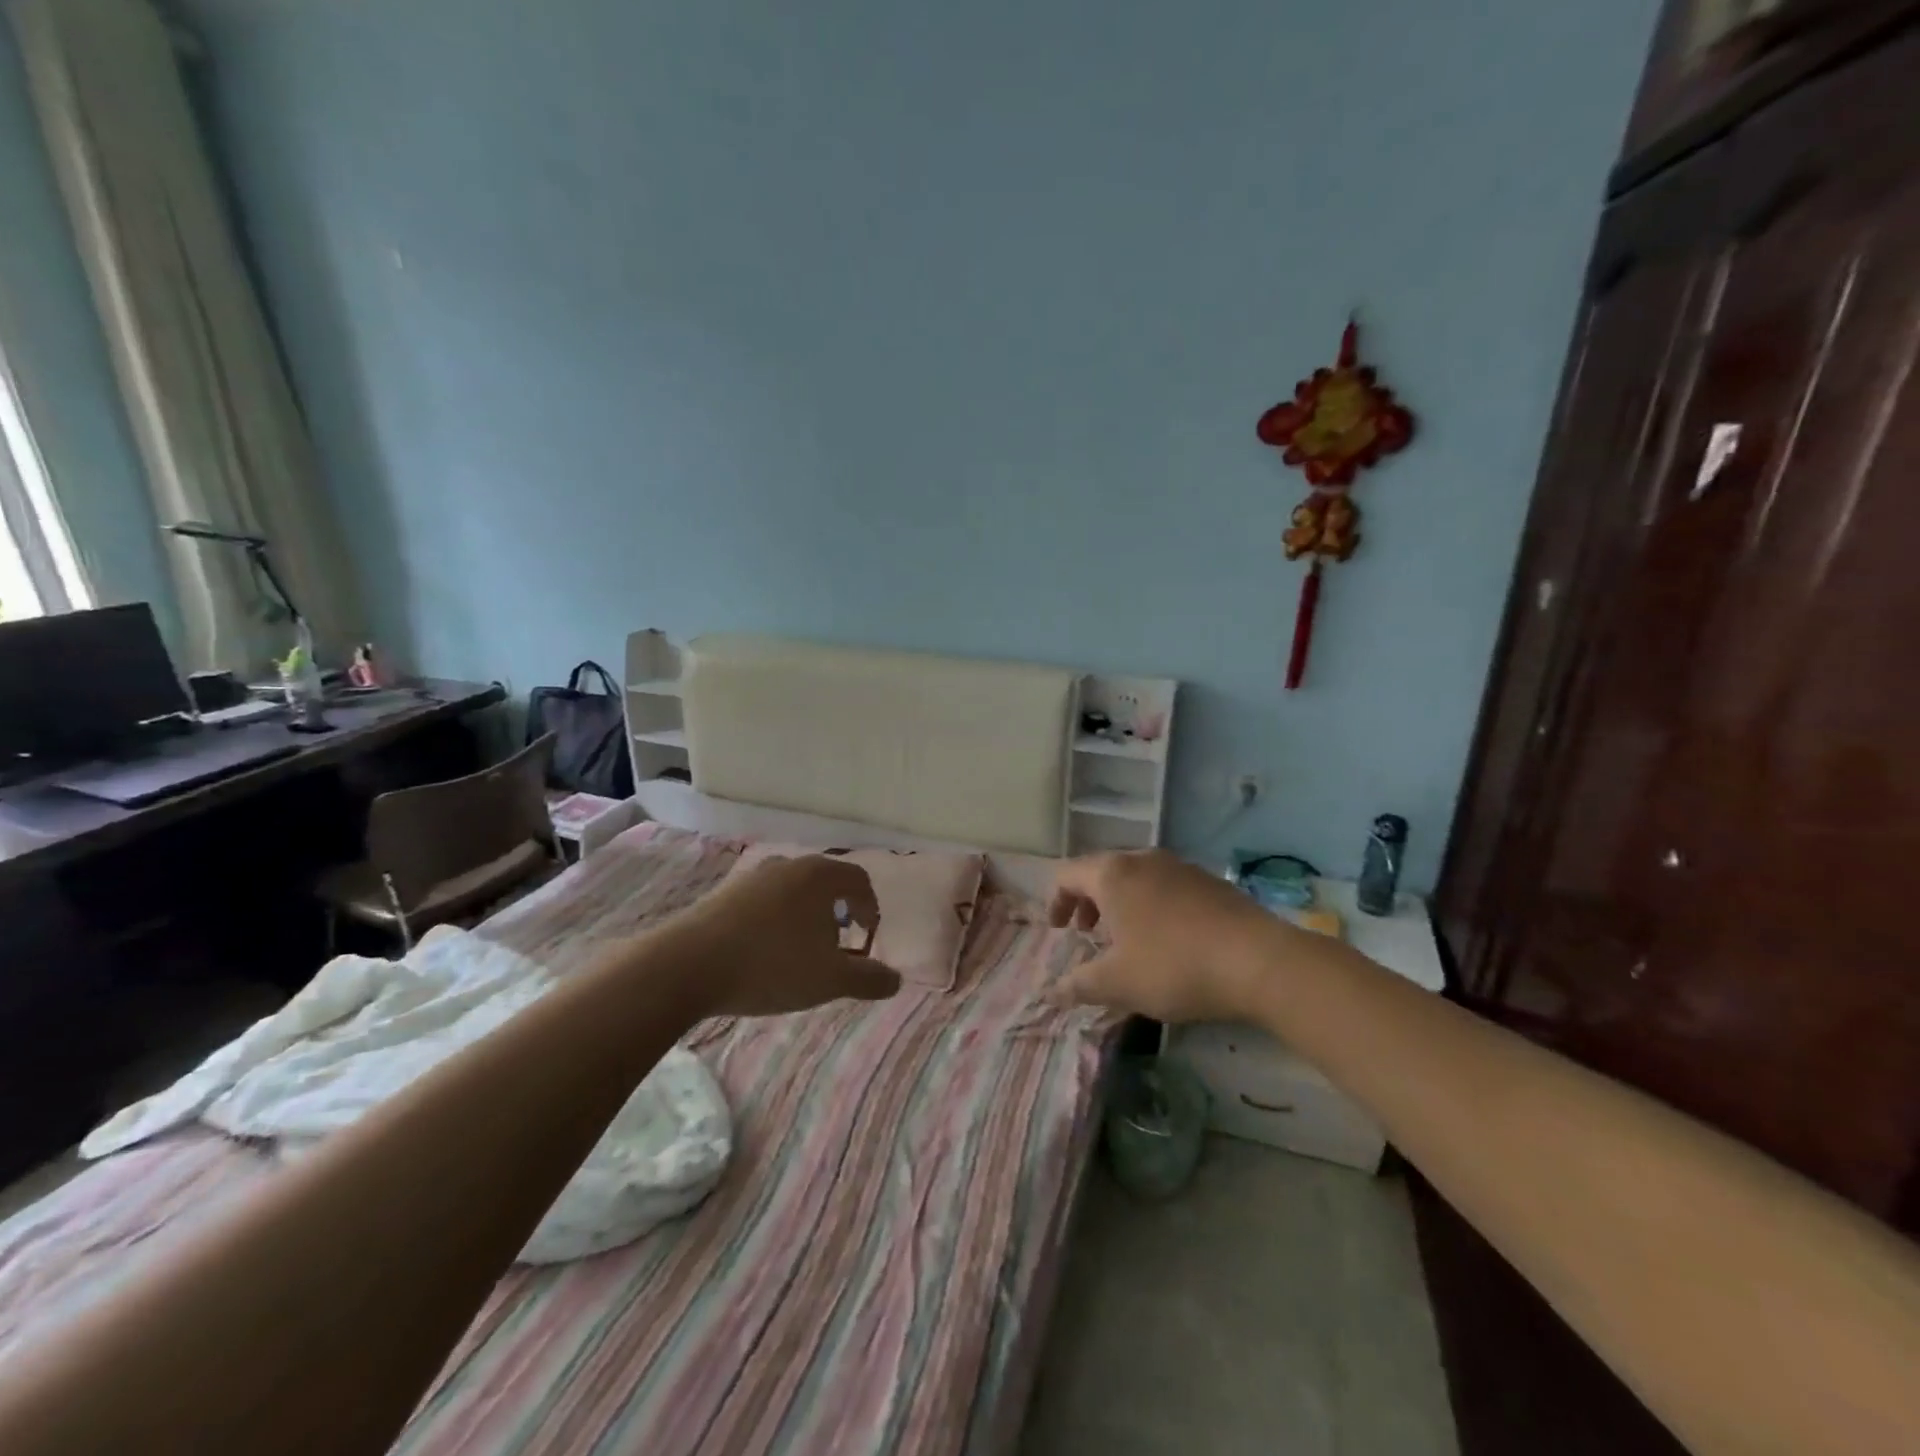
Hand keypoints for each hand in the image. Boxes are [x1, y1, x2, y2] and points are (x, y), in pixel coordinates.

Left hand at [648, 855, 901, 1017]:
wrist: (686, 965)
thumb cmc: (770, 965)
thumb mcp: (829, 979)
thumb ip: (868, 979)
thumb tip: (896, 979)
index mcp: (819, 875)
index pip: (859, 880)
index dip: (870, 907)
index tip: (867, 936)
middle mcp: (788, 865)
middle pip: (825, 882)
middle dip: (837, 912)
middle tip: (838, 945)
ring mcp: (752, 876)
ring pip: (793, 891)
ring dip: (805, 916)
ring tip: (800, 951)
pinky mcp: (724, 893)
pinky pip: (764, 901)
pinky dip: (776, 920)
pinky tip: (764, 952)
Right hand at [1049, 850, 1293, 1023]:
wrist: (1259, 960)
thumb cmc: (1174, 966)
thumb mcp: (1118, 984)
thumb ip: (1078, 985)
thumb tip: (1050, 993)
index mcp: (1112, 875)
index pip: (1066, 875)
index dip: (1054, 902)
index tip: (1058, 932)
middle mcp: (1143, 859)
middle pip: (1101, 872)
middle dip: (1088, 903)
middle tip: (1088, 934)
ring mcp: (1180, 866)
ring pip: (1136, 877)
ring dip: (1121, 904)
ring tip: (1128, 939)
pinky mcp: (1210, 881)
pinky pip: (1166, 886)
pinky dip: (1152, 906)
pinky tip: (1169, 940)